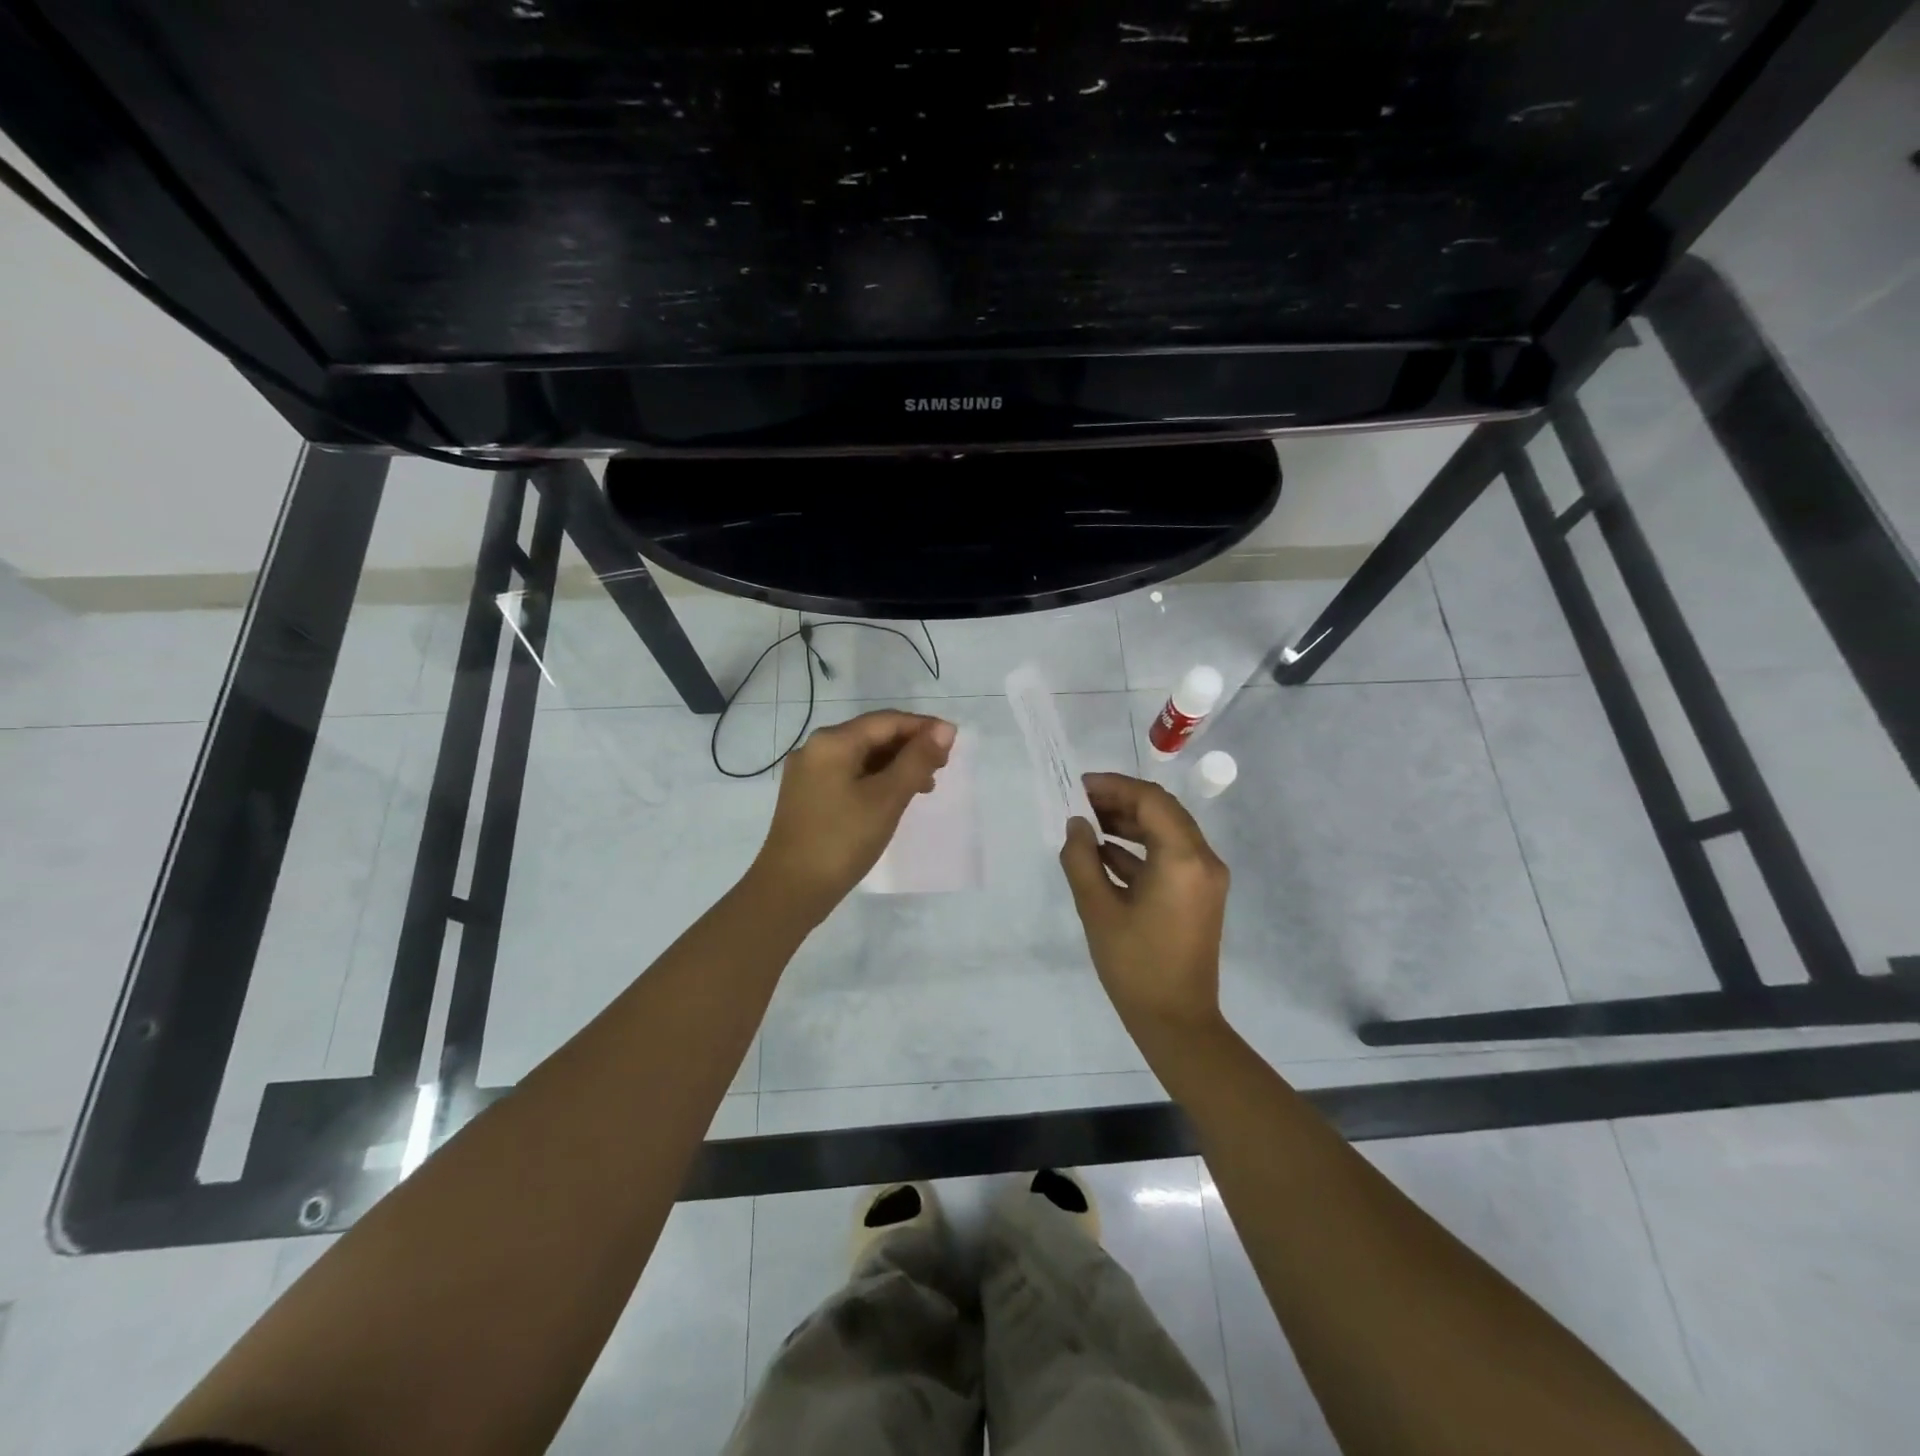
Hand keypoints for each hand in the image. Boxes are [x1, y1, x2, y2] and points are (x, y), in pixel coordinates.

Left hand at [754, 709, 956, 916]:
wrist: (790, 890)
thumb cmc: (842, 840)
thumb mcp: (887, 798)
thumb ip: (918, 760)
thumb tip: (945, 729)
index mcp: (832, 741)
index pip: (887, 721)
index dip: (923, 727)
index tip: (953, 742)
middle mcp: (816, 748)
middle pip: (872, 735)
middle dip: (910, 747)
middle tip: (942, 767)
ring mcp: (808, 773)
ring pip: (861, 756)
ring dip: (895, 765)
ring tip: (925, 785)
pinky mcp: (807, 795)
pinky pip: (849, 774)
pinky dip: (876, 779)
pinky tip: (893, 797)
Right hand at [1058, 773, 1229, 1042]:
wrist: (1177, 1021)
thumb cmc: (1135, 965)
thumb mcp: (1098, 909)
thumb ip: (1081, 859)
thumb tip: (1076, 824)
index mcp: (1183, 858)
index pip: (1151, 800)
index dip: (1114, 786)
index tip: (1079, 787)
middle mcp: (1203, 860)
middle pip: (1162, 811)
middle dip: (1120, 801)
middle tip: (1080, 803)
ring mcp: (1205, 878)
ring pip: (1167, 832)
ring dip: (1129, 823)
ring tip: (1087, 824)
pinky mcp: (1199, 894)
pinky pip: (1170, 856)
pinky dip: (1140, 849)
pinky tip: (1104, 853)